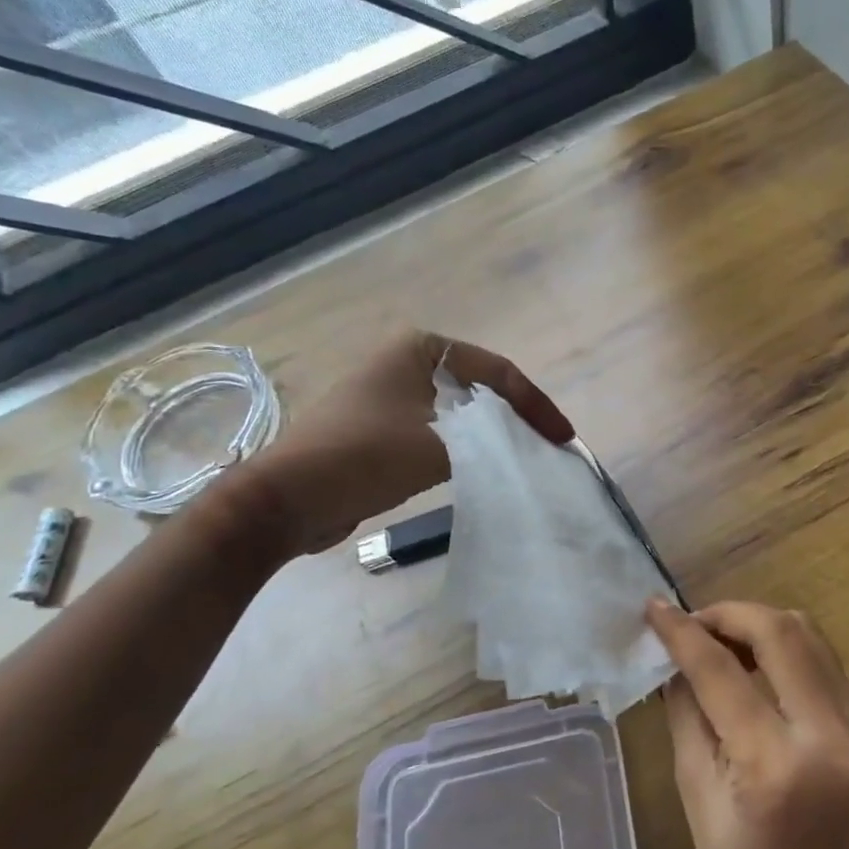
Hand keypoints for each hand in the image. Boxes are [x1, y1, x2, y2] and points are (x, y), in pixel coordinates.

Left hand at [234, 328, 571, 555]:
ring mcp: (394, 396)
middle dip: (517, 419)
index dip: (535, 405)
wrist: (286, 499)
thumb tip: (525, 450)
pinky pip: (441, 432)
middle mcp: (407, 363)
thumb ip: (491, 442)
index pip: (498, 372)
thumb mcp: (440, 445)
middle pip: (483, 390)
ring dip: (494, 435)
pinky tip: (487, 469)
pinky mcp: (385, 429)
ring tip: (527, 459)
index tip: (562, 439)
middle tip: (549, 449)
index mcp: (421, 349)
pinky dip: (468, 449)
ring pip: (462, 413)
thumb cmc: (364, 456)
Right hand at [644, 598, 848, 848]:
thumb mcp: (698, 800)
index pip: (721, 671)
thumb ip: (686, 716)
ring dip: (758, 624)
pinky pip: (823, 661)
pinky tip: (755, 664)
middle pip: (779, 631)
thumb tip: (673, 658)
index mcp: (774, 766)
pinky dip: (784, 647)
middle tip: (691, 624)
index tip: (654, 607)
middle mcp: (827, 735)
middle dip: (728, 613)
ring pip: (808, 635)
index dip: (682, 632)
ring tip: (719, 640)